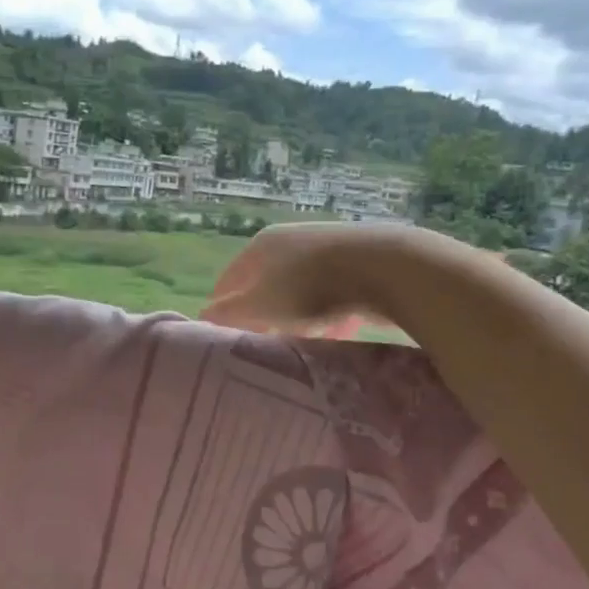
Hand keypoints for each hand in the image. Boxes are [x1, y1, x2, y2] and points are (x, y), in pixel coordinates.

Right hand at [201, 223, 403, 335]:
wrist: (386, 268)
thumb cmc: (310, 289)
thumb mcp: (258, 307)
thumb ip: (227, 315)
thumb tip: (202, 318)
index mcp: (259, 246)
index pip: (228, 281)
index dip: (223, 311)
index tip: (225, 340)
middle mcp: (291, 240)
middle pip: (266, 287)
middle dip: (265, 319)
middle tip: (266, 348)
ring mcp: (327, 249)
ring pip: (301, 293)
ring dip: (299, 320)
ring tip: (304, 345)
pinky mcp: (359, 262)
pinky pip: (334, 296)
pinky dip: (331, 316)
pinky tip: (338, 334)